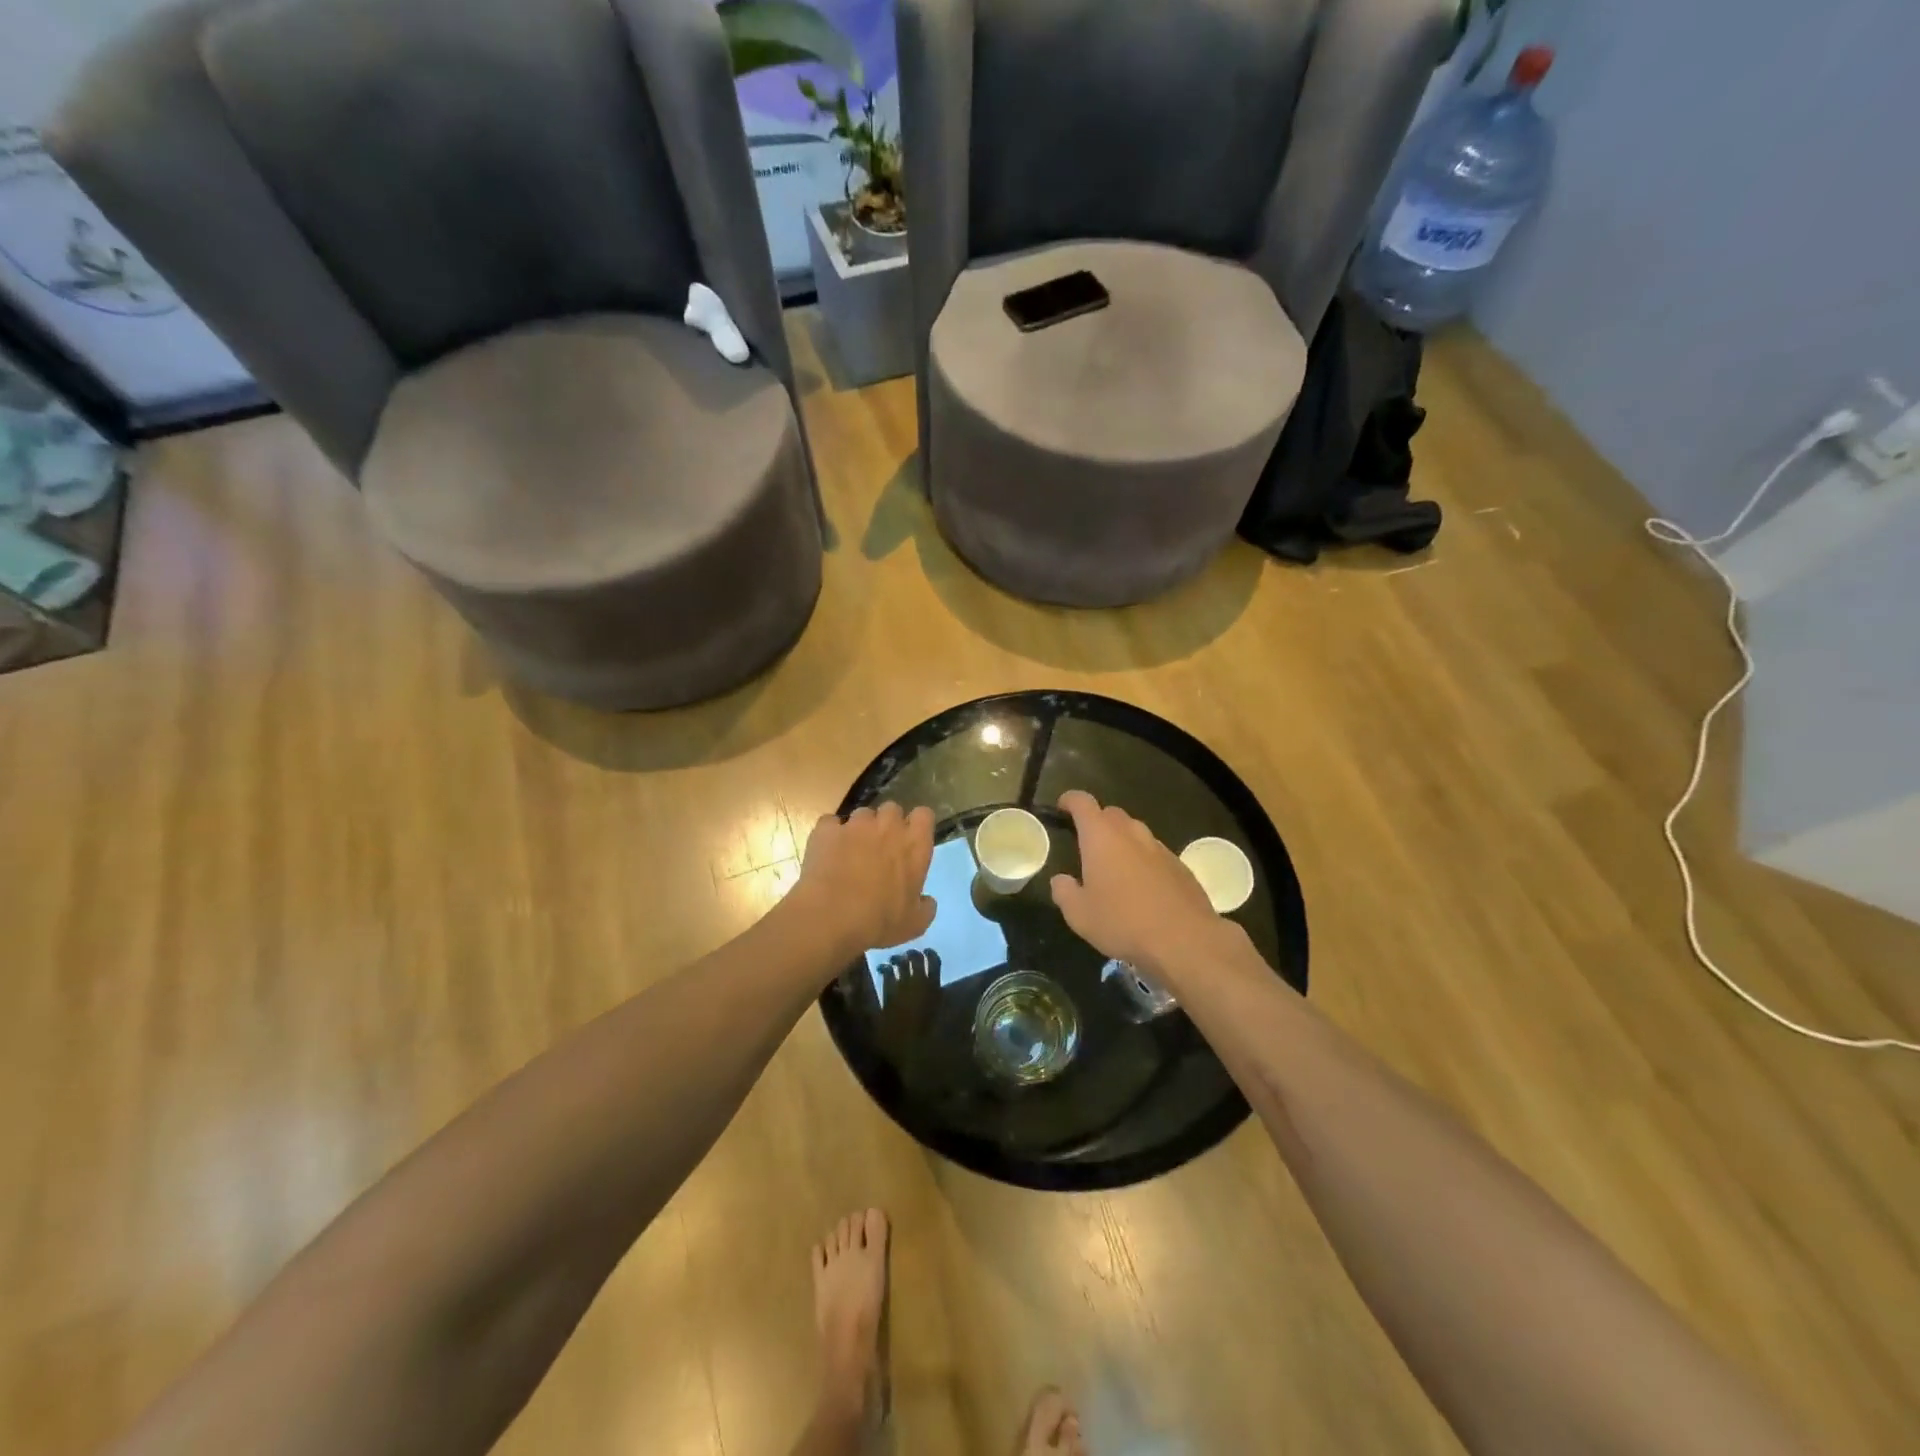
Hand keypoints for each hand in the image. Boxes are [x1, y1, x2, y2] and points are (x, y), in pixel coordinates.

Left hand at [788, 803, 936, 957]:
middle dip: (887, 823)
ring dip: (860, 829)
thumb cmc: (879, 921)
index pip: (924, 815)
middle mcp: (888, 827)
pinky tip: (827, 853)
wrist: (830, 918)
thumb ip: (925, 907)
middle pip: (892, 809)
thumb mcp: (914, 924)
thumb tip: (926, 900)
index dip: (917, 825)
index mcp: (914, 845)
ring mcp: (855, 825)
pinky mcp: (826, 830)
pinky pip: (831, 823)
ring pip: (861, 814)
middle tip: (880, 848)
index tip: (911, 840)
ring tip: (850, 852)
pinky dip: (830, 835)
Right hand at [1049, 791, 1231, 978]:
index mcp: (1101, 837)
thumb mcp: (1079, 915)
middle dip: (1097, 822)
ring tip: (1114, 869)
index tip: (1062, 807)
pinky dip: (1143, 861)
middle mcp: (1131, 833)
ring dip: (1122, 842)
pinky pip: (1155, 854)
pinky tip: (1142, 888)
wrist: (1185, 940)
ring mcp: (1159, 848)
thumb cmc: (1123, 922)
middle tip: (1086, 845)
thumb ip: (1064, 892)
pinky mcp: (1180, 866)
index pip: (1083, 802)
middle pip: (1111, 814)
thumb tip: (1061, 880)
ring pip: (1135, 833)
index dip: (1070, 800)